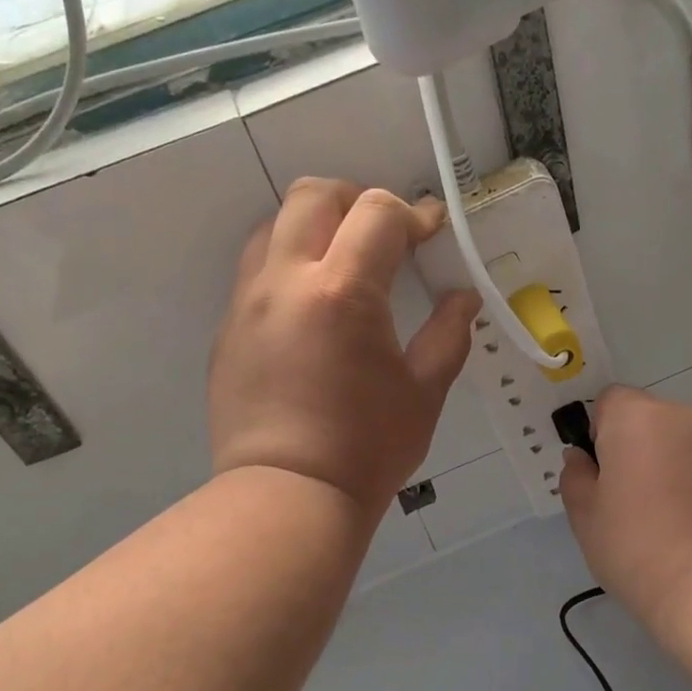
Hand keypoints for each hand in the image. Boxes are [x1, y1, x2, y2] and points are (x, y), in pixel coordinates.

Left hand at [210, 178, 479, 516]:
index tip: (431, 232)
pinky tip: (313, 308)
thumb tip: (463, 297)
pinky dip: (288, 265)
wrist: (287, 495)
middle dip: (356, 199)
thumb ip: (448, 333)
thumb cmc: (367, 448)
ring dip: (314, 226)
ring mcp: (248, 303)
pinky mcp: (228, 330)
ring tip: (343, 262)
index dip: (413, 213)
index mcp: (343, 290)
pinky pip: (255, 271)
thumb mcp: (424, 391)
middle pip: (313, 195)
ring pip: (273, 226)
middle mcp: (287, 280)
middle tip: (384, 235)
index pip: (377, 212)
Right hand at [559, 387, 691, 633]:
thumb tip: (581, 458)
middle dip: (641, 448)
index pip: (611, 400)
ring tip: (674, 515)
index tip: (604, 473)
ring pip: (685, 441)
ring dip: (675, 463)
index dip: (601, 432)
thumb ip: (576, 476)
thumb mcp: (585, 516)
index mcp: (637, 417)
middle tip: (635, 500)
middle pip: (651, 419)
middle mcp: (684, 415)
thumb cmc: (637, 546)